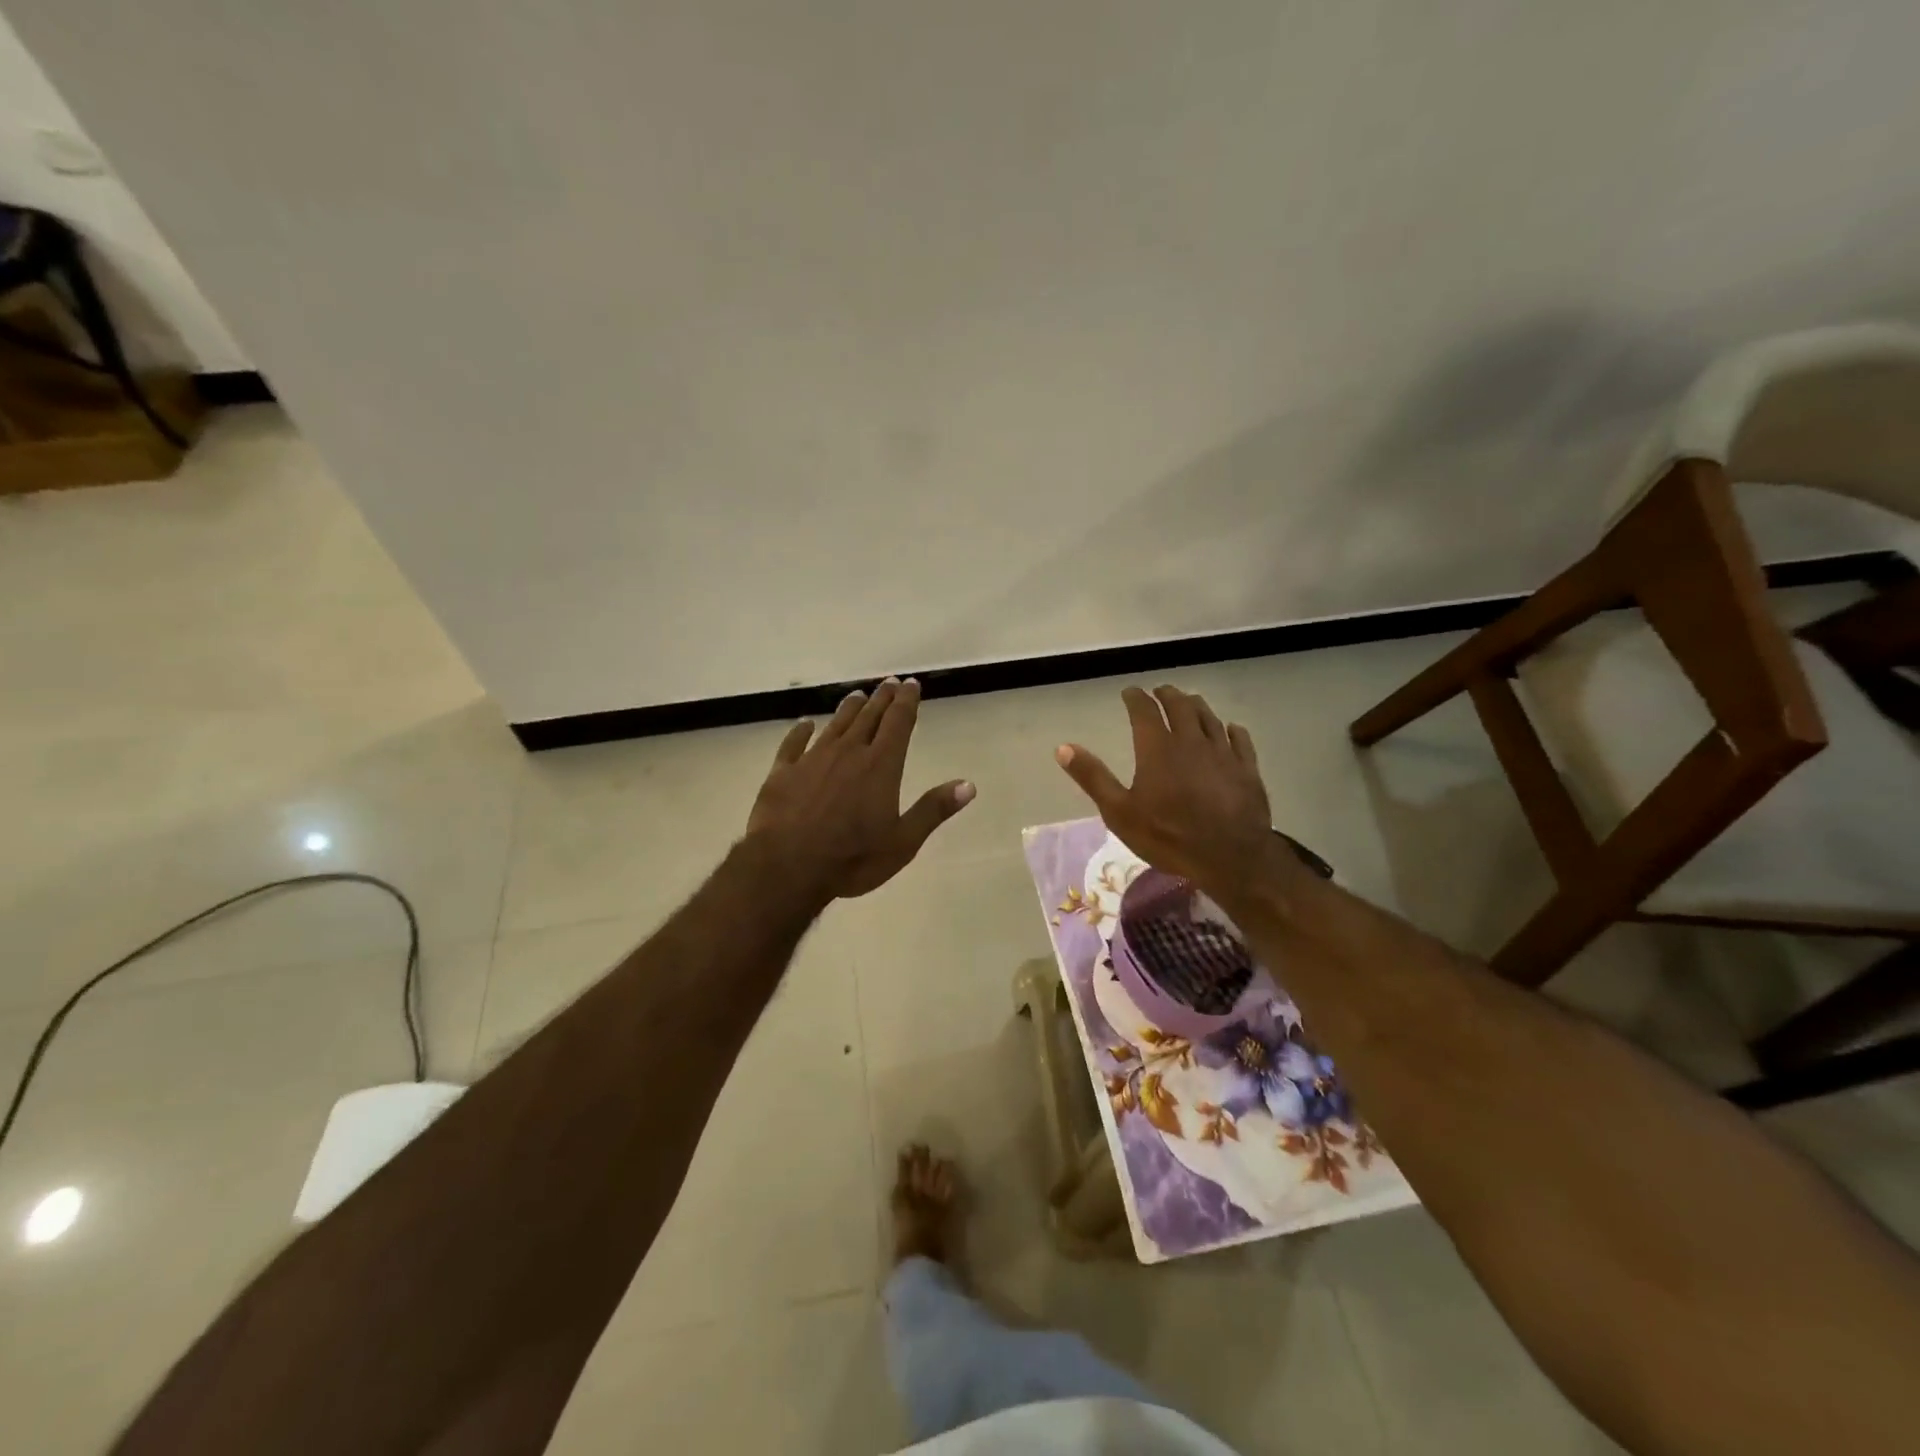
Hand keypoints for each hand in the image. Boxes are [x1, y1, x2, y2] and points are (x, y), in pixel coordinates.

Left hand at [746, 678, 974, 901]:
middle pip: (868, 718)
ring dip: (848, 709)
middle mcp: (848, 753)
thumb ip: (933, 810)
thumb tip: (968, 785)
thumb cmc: (852, 858)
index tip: (912, 684)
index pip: (898, 723)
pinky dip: (801, 731)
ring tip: (857, 695)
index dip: (906, 702)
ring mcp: (812, 759)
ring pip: (835, 725)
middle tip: (889, 683)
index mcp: (880, 766)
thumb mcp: (903, 842)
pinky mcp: (783, 772)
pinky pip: (793, 744)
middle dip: (881, 699)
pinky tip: (804, 724)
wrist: (788, 866)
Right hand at [1054, 685, 1280, 904]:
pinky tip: (1230, 729)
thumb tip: (1063, 748)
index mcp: (1157, 748)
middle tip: (1161, 692)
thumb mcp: (1119, 812)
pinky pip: (1240, 739)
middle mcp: (1191, 741)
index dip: (1136, 698)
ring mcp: (1223, 753)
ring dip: (1196, 706)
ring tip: (1190, 702)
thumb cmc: (1169, 836)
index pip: (1144, 711)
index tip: (1130, 692)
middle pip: (1180, 706)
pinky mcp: (1247, 769)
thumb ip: (1093, 777)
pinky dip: (1231, 729)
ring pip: (1209, 718)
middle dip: (1168, 695)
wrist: (1231, 857)